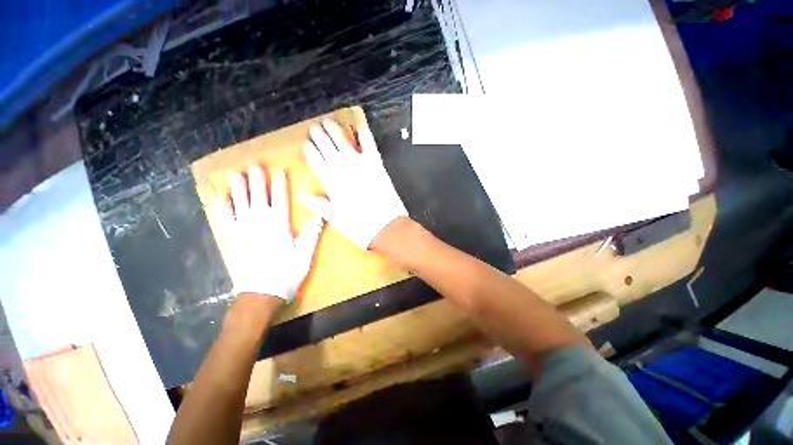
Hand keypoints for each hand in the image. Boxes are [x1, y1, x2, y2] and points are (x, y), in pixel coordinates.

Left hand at [216, 166, 321, 301]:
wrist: (261, 294)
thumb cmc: (287, 273)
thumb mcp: (305, 254)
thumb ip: (311, 233)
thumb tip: (321, 215)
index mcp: (279, 226)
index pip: (280, 200)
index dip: (280, 185)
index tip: (279, 172)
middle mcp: (260, 224)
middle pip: (258, 198)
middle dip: (257, 182)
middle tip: (255, 166)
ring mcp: (244, 231)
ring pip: (240, 205)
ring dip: (238, 189)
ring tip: (235, 175)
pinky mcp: (233, 239)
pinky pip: (227, 219)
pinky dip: (224, 207)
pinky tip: (221, 198)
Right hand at [301, 120, 407, 249]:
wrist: (385, 226)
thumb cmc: (359, 226)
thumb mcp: (335, 218)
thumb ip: (318, 204)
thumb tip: (301, 195)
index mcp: (331, 183)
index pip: (315, 162)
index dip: (310, 151)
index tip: (306, 144)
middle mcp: (342, 169)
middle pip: (326, 148)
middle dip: (318, 136)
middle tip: (314, 127)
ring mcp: (360, 164)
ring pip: (343, 142)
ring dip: (334, 130)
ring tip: (328, 121)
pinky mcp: (376, 164)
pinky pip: (369, 144)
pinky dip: (364, 133)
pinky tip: (359, 124)